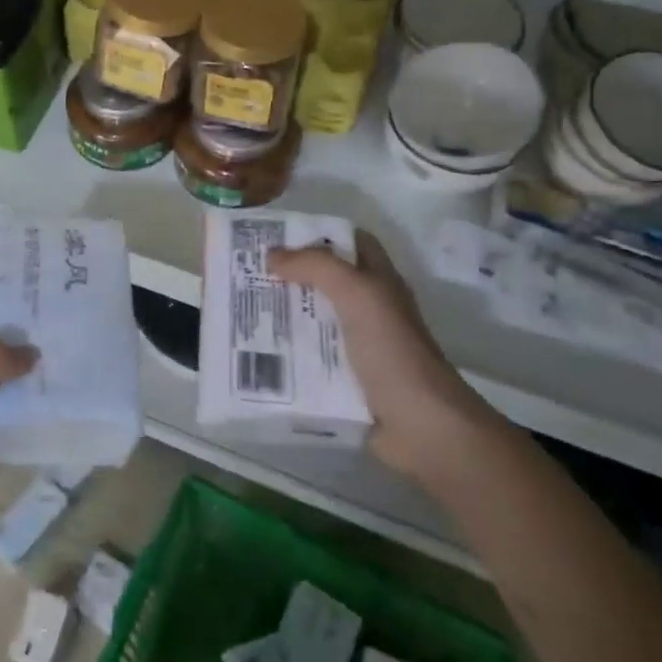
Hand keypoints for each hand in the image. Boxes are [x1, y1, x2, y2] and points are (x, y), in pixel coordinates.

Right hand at [268, 233, 501, 480]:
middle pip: (324, 281)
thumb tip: (272, 256)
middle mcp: (368, 309)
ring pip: (313, 319)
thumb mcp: (358, 295)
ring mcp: (356, 346)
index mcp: (379, 282)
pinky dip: (284, 353)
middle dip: (288, 274)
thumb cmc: (392, 352)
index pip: (350, 242)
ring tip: (239, 308)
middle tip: (245, 272)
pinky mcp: (344, 379)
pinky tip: (253, 351)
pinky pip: (308, 358)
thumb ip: (317, 267)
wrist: (422, 427)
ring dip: (281, 314)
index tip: (274, 235)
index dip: (317, 233)